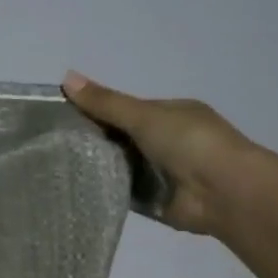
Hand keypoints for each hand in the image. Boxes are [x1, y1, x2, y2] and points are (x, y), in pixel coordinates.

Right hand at [62, 72, 255, 236]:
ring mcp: (162, 172)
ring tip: (56, 165)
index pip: (125, 109)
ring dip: (98, 166)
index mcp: (170, 114)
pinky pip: (124, 191)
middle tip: (52, 143)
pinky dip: (106, 189)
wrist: (226, 193)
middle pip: (121, 138)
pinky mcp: (156, 200)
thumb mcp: (144, 115)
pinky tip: (77, 188)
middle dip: (93, 139)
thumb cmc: (190, 143)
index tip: (60, 115)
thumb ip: (106, 102)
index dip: (96, 109)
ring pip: (121, 165)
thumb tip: (65, 77)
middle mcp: (167, 141)